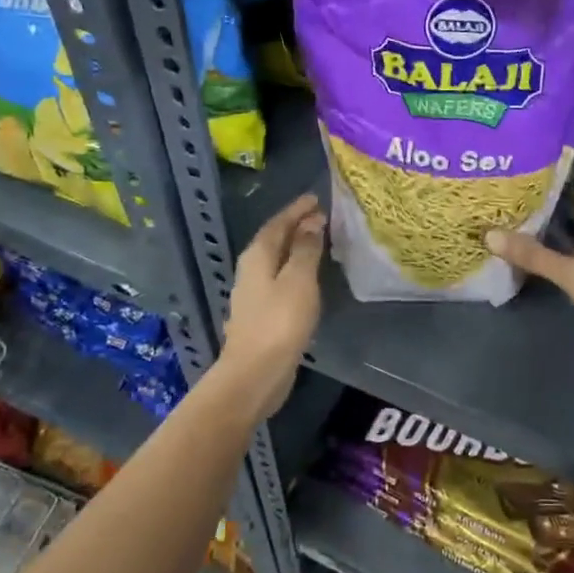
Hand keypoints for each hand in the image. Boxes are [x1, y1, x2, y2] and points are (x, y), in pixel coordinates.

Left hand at [219, 194, 325, 416]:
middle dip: (297, 226)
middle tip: (322, 216)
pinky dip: (296, 269)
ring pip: (278, 259)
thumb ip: (306, 249)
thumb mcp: (299, 280)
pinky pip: (281, 279)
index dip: (297, 210)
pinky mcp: (263, 313)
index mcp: (258, 256)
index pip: (278, 223)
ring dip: (297, 248)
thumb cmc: (279, 322)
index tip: (316, 198)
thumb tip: (312, 222)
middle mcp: (252, 270)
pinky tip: (309, 277)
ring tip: (320, 241)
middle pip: (275, 239)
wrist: (255, 374)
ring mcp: (255, 293)